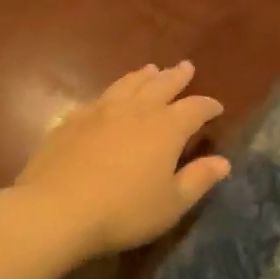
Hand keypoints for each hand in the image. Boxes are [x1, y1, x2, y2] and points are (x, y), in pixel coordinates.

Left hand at [13, 62, 231, 257]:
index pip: (194, 108)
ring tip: (151, 70)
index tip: (216, 107)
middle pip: (161, 85)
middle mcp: (135, 110)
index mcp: (166, 128)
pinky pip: (97, 99)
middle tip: (186, 67)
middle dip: (177, 77)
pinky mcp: (71, 121)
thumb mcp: (171, 204)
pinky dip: (110, 95)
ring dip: (143, 76)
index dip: (207, 106)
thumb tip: (223, 162)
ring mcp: (100, 111)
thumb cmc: (124, 211)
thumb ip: (198, 180)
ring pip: (127, 84)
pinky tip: (107, 100)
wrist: (56, 210)